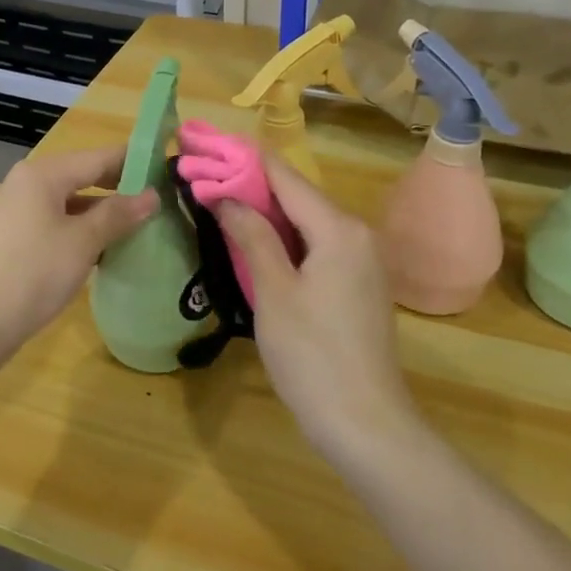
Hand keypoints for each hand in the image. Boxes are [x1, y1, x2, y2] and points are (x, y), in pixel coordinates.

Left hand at [0, 145, 156, 358]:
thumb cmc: (33, 274)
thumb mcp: (83, 242)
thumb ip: (118, 214)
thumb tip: (151, 196)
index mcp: (42, 174)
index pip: (99, 157)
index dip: (134, 162)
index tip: (167, 172)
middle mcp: (24, 184)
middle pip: (81, 176)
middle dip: (118, 189)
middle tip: (157, 203)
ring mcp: (13, 212)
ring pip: (67, 202)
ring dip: (99, 213)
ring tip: (136, 228)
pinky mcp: (9, 239)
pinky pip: (52, 223)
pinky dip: (78, 230)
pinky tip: (100, 250)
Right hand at [214, 155, 421, 461]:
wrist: (365, 424)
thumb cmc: (313, 356)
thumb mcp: (274, 293)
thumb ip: (252, 236)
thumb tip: (225, 195)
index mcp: (338, 228)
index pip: (285, 176)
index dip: (245, 159)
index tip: (207, 146)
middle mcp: (356, 234)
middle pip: (298, 196)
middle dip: (251, 185)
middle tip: (205, 177)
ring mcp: (361, 260)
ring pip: (306, 221)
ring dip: (265, 213)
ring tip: (219, 203)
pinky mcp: (357, 284)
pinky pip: (316, 246)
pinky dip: (284, 239)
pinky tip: (254, 244)